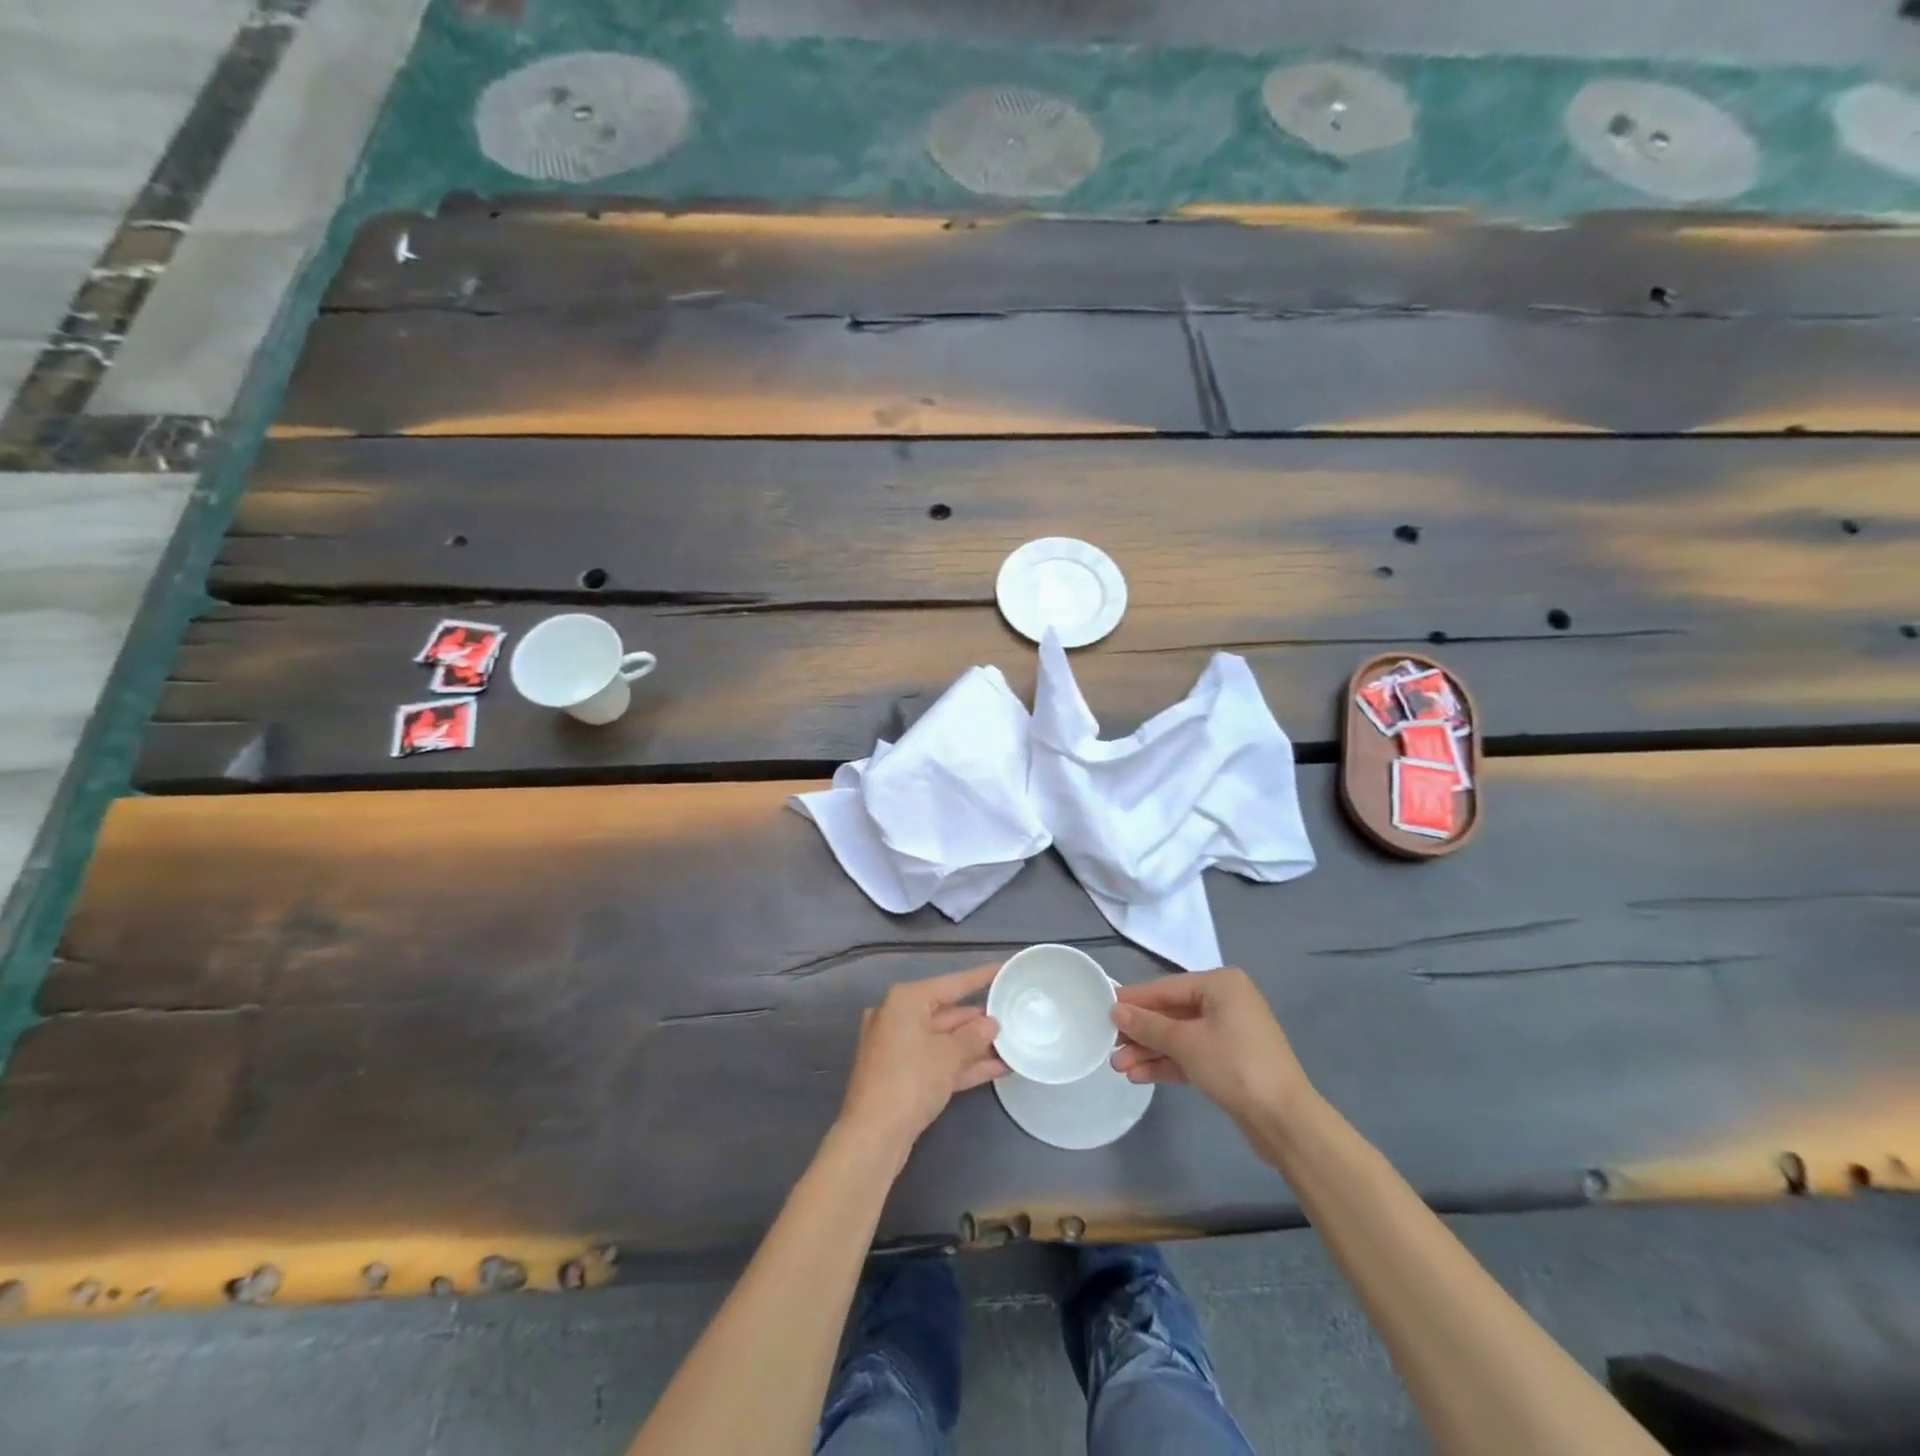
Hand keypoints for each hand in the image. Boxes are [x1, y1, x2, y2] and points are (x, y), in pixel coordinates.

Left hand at [838, 964, 1006, 1158]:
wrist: (873, 1136)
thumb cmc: (910, 1080)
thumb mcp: (949, 1055)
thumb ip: (974, 1036)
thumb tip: (991, 1023)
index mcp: (906, 1001)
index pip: (952, 984)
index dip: (980, 977)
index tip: (1004, 968)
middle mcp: (899, 1017)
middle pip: (947, 1013)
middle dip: (980, 1020)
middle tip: (1014, 1016)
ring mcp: (899, 1048)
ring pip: (944, 1040)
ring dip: (976, 1045)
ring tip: (1013, 1044)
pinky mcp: (902, 1075)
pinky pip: (938, 1061)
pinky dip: (963, 1064)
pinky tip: (997, 1068)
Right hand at [1111, 968, 1312, 1126]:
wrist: (1285, 1121)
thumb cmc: (1234, 1066)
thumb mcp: (1185, 1043)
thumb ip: (1147, 1025)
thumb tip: (1115, 1011)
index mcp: (1220, 985)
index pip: (1166, 987)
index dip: (1133, 1000)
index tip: (1103, 1009)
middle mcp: (1226, 1002)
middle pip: (1171, 1013)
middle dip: (1140, 1033)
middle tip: (1110, 1047)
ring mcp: (1229, 1032)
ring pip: (1179, 1037)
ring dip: (1150, 1051)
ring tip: (1119, 1067)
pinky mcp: (1230, 1061)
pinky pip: (1191, 1054)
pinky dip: (1168, 1063)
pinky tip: (1140, 1076)